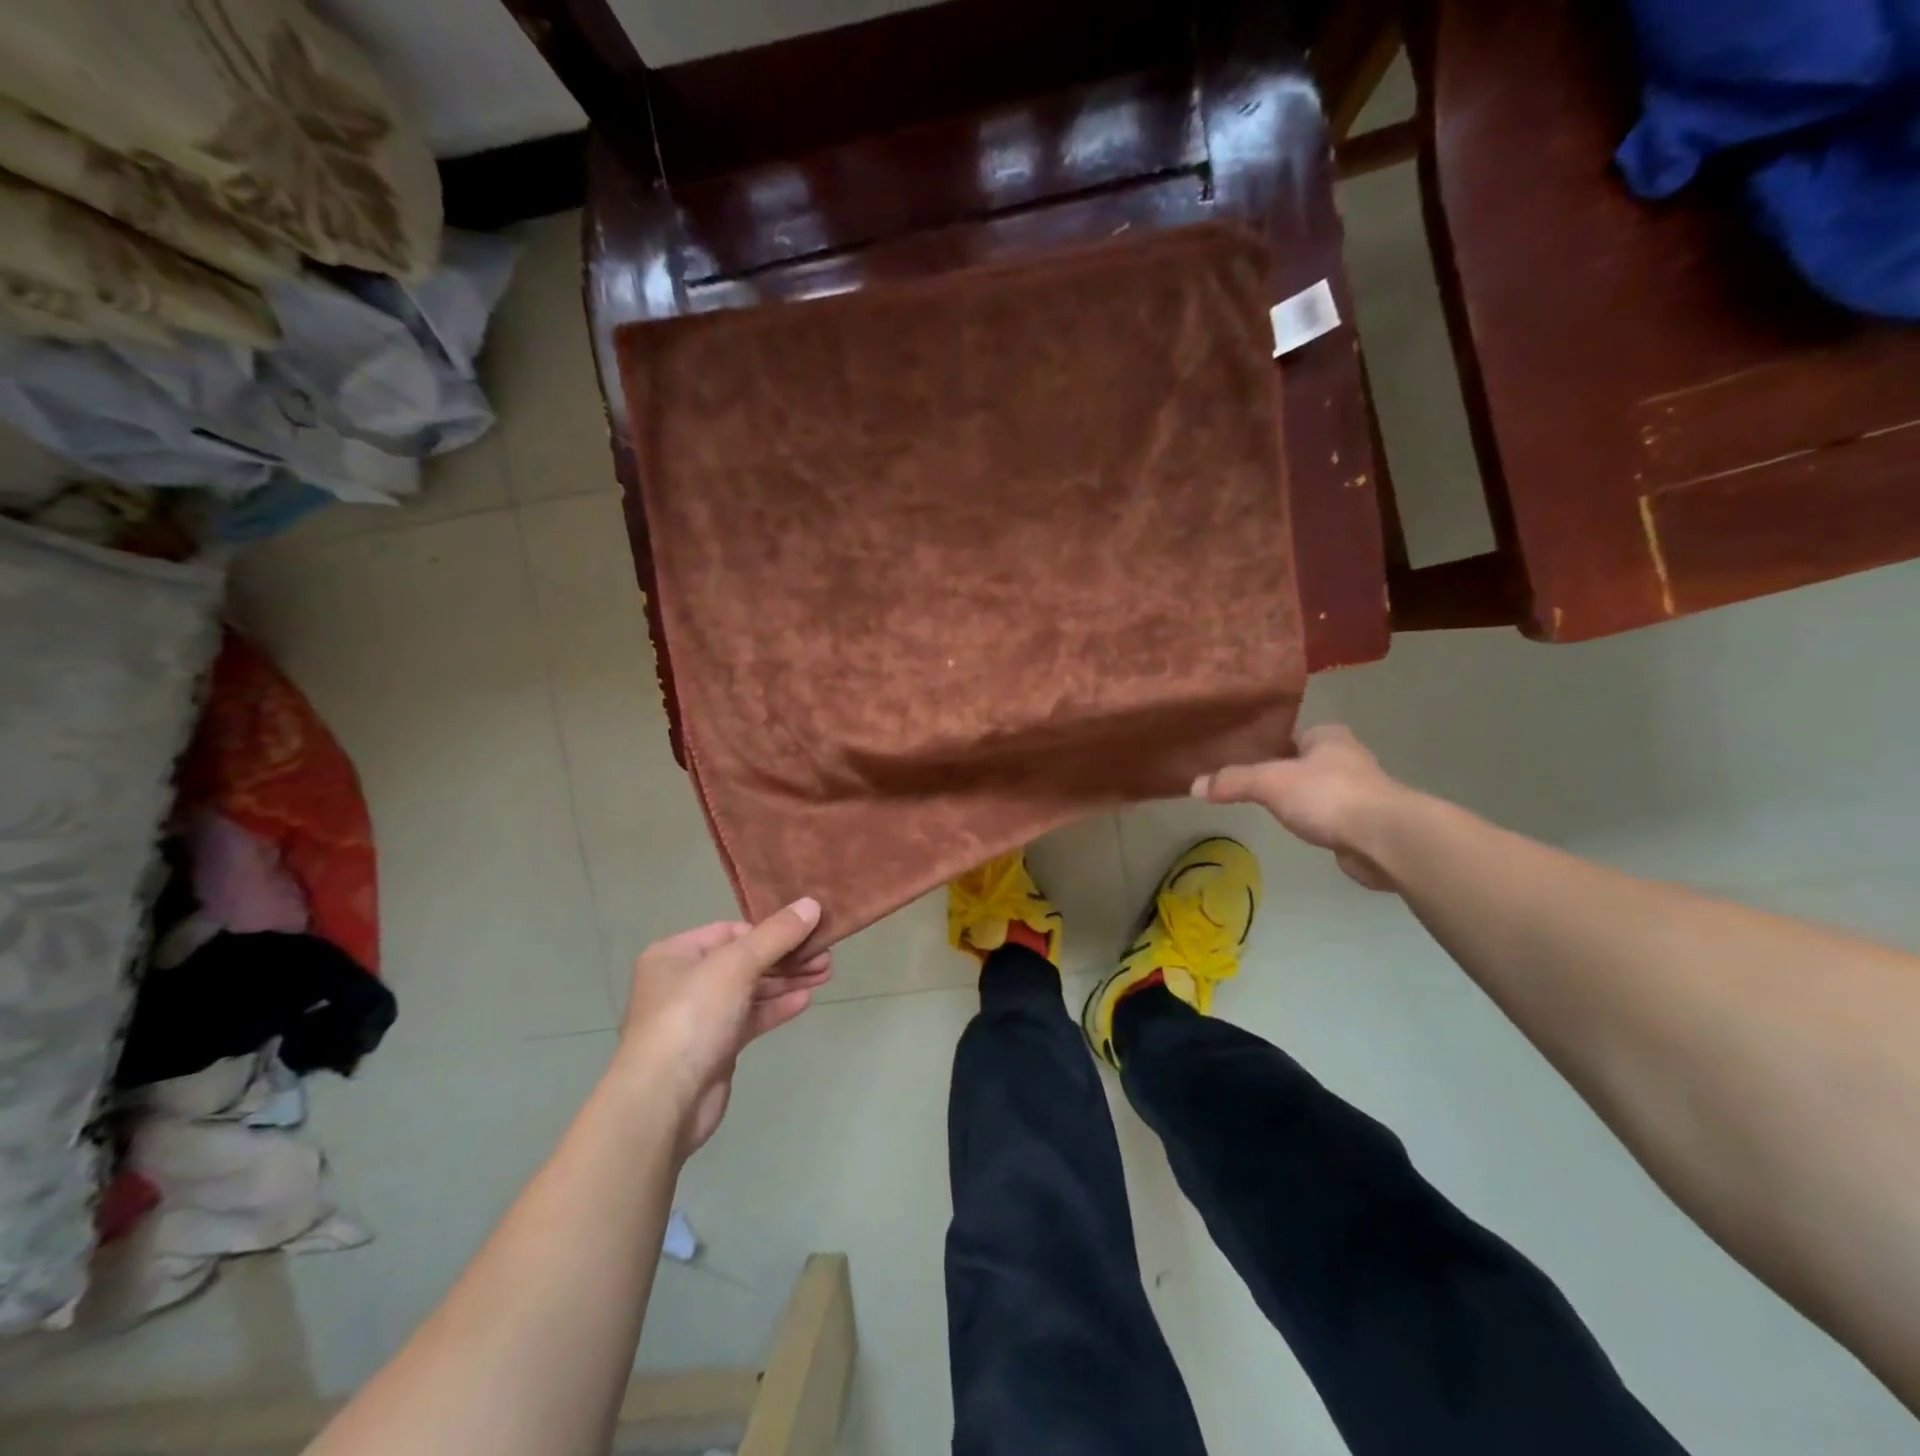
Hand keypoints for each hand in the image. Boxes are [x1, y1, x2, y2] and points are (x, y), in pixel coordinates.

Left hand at [613, 899, 831, 1154]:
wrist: (664, 1100)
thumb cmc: (692, 1017)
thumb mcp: (736, 965)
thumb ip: (776, 935)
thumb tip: (811, 904)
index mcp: (676, 954)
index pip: (731, 931)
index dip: (769, 930)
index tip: (807, 931)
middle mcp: (684, 981)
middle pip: (744, 960)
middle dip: (786, 957)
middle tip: (825, 955)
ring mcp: (700, 1016)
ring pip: (751, 990)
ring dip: (787, 981)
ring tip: (826, 973)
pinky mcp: (715, 1046)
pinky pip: (750, 1018)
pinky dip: (777, 1008)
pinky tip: (806, 1000)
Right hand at [1192, 724, 1404, 890]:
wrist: (1384, 839)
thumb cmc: (1327, 795)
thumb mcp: (1270, 782)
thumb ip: (1233, 781)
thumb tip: (1194, 785)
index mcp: (1327, 736)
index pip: (1289, 734)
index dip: (1265, 744)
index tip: (1240, 757)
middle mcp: (1347, 758)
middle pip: (1303, 761)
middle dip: (1282, 772)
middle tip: (1249, 784)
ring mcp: (1360, 791)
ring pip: (1318, 790)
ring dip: (1300, 798)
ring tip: (1269, 808)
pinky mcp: (1366, 823)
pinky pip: (1330, 816)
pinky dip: (1316, 821)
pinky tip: (1300, 830)